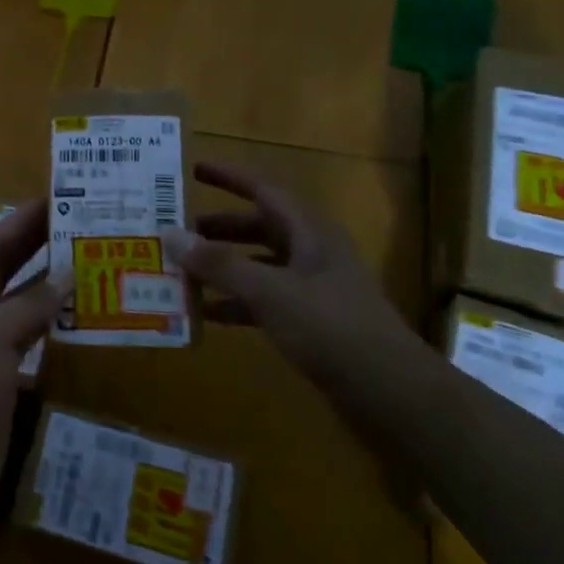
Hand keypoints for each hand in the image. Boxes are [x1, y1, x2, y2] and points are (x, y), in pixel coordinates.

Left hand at [0, 200, 58, 519]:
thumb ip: (30, 304)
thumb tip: (69, 274)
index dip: (22, 221)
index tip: (56, 199)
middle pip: (4, 268)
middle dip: (36, 245)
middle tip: (77, 224)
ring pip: (18, 300)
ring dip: (47, 283)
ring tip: (85, 261)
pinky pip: (27, 334)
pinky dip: (48, 320)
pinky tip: (75, 313)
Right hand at [164, 161, 419, 385]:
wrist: (392, 393)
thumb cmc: (331, 328)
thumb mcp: (269, 292)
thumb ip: (220, 264)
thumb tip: (171, 235)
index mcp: (310, 232)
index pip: (264, 190)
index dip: (229, 178)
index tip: (194, 170)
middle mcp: (312, 253)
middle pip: (260, 228)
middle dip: (220, 228)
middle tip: (180, 230)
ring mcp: (314, 289)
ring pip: (260, 266)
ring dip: (224, 267)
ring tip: (183, 270)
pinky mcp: (312, 323)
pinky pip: (265, 301)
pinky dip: (236, 303)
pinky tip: (206, 314)